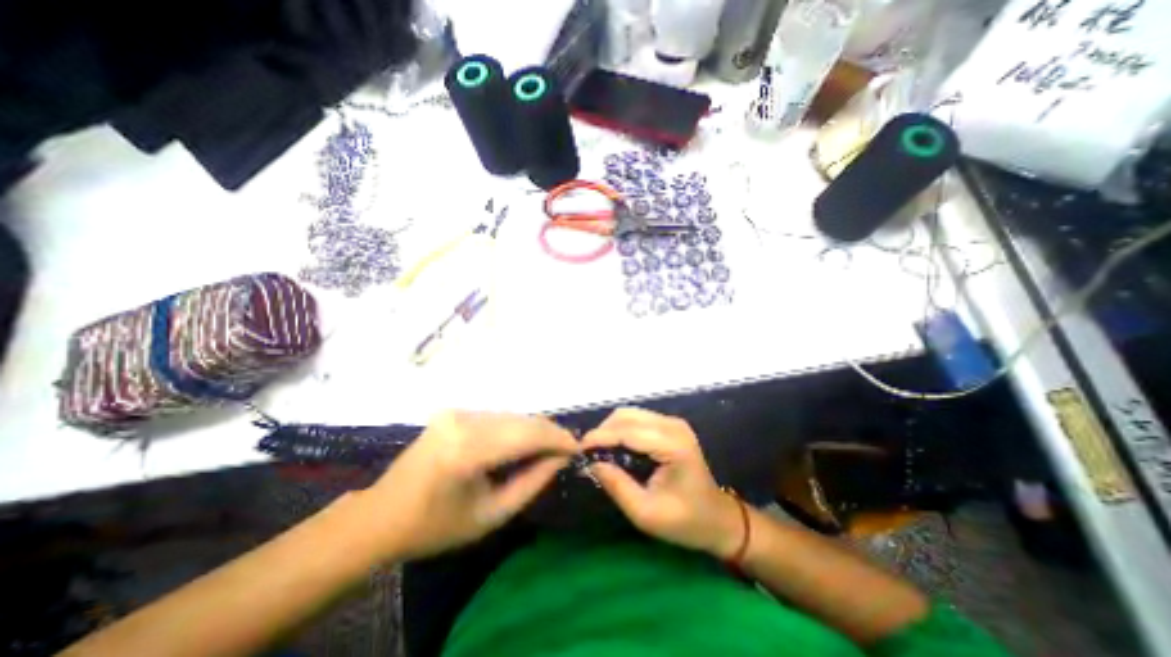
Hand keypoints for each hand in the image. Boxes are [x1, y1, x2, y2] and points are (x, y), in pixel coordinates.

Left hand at [356, 411, 575, 558]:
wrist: (380, 514)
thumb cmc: (435, 526)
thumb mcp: (490, 515)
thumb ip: (531, 482)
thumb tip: (560, 458)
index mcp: (467, 450)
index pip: (527, 434)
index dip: (557, 439)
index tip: (578, 448)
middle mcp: (463, 420)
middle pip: (522, 419)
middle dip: (549, 433)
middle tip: (567, 449)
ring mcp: (457, 411)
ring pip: (512, 415)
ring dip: (533, 430)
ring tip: (547, 449)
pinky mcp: (455, 410)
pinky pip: (498, 417)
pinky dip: (515, 428)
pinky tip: (520, 444)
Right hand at [583, 407, 738, 555]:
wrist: (718, 519)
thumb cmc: (685, 522)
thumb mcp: (646, 513)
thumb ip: (617, 486)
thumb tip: (592, 464)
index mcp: (673, 446)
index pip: (628, 432)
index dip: (600, 437)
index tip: (578, 449)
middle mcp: (673, 426)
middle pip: (627, 416)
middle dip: (603, 431)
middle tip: (587, 453)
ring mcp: (673, 423)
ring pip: (630, 414)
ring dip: (611, 429)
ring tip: (598, 450)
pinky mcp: (671, 426)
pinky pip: (638, 419)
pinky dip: (621, 429)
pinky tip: (614, 446)